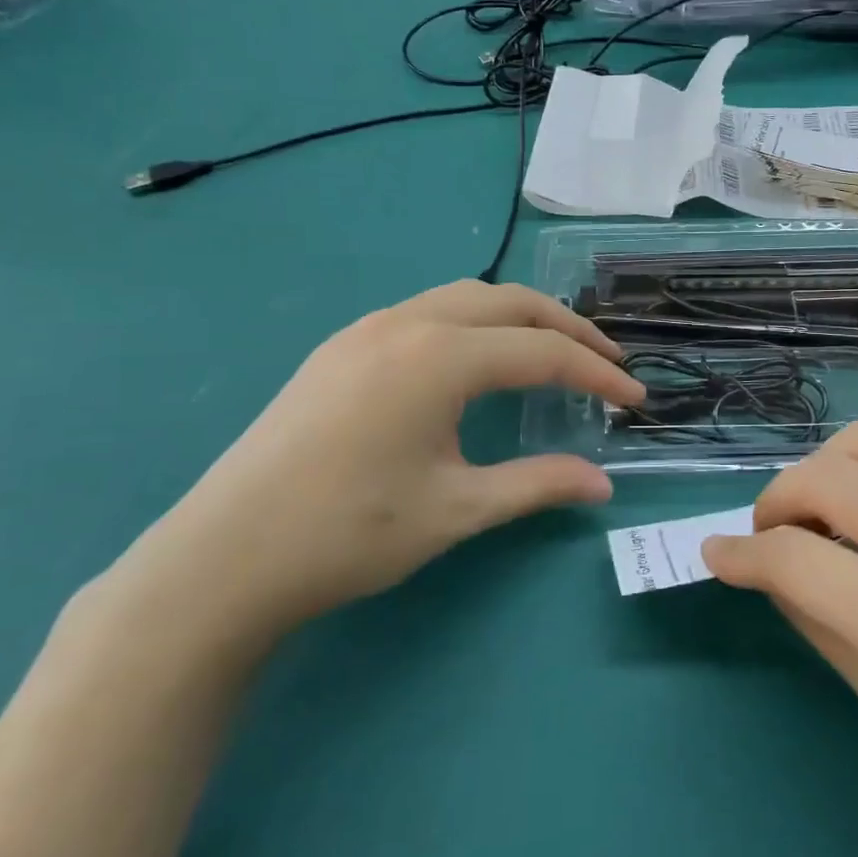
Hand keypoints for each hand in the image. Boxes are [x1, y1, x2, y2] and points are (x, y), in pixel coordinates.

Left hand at [118, 282, 643, 648]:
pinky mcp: (341, 347)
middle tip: (606, 363)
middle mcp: (406, 323)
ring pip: (465, 298)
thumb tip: (605, 485)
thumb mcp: (457, 510)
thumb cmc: (349, 533)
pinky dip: (474, 323)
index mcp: (438, 356)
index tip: (634, 400)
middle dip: (567, 328)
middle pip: (510, 303)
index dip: (596, 375)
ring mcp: (366, 329)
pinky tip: (478, 360)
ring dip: (519, 318)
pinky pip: (427, 311)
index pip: (542, 352)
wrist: (223, 558)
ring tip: (553, 352)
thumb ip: (537, 485)